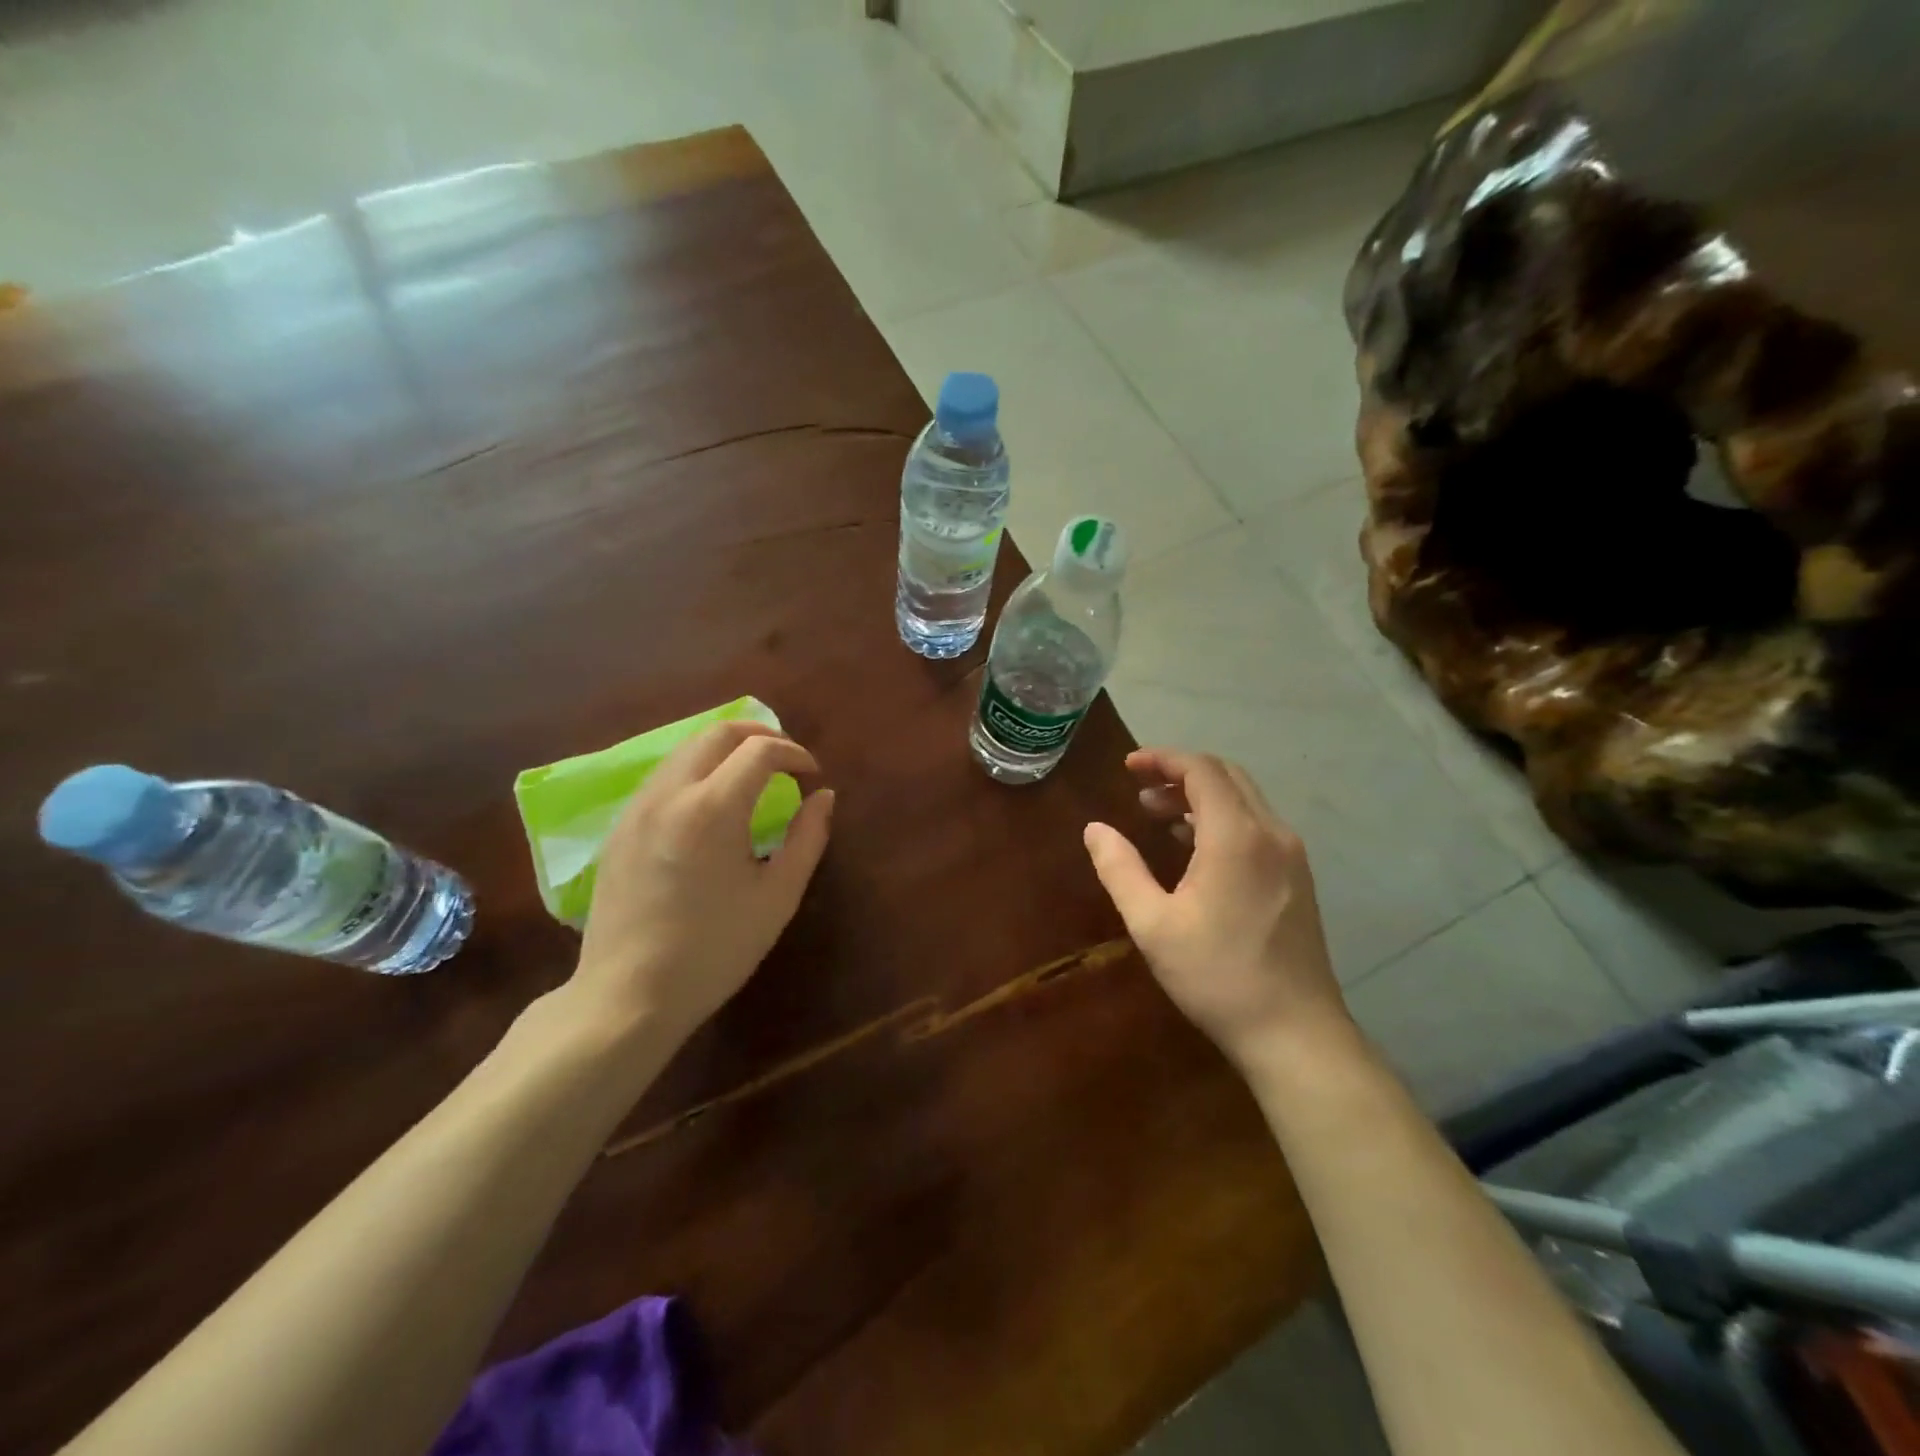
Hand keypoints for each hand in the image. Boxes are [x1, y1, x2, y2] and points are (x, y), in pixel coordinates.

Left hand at [570, 721, 833, 1045]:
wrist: (629, 996)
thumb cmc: (715, 950)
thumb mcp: (777, 897)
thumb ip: (807, 838)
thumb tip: (823, 798)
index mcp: (712, 809)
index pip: (760, 751)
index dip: (794, 754)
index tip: (812, 776)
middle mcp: (669, 794)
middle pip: (717, 733)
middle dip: (760, 736)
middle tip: (786, 762)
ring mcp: (636, 808)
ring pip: (685, 750)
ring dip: (725, 750)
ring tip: (752, 778)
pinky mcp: (619, 828)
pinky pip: (662, 777)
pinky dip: (696, 771)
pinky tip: (710, 806)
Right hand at [1083, 748, 1350, 1068]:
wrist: (1295, 1032)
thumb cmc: (1217, 976)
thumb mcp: (1153, 925)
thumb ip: (1120, 869)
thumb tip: (1095, 829)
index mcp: (1236, 836)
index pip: (1202, 770)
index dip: (1163, 759)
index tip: (1128, 766)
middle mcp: (1271, 833)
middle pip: (1227, 776)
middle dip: (1180, 772)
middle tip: (1139, 788)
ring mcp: (1291, 855)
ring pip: (1245, 799)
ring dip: (1201, 795)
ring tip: (1159, 813)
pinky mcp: (1298, 877)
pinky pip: (1257, 824)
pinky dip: (1223, 817)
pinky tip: (1196, 845)